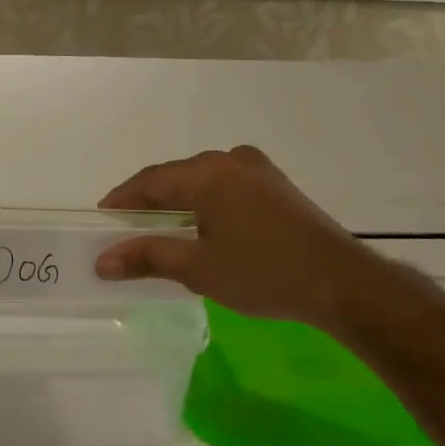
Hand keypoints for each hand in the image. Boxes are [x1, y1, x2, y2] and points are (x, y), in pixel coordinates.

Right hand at [95, 145, 383, 329]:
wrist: (344, 285)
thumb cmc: (263, 272)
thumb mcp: (197, 269)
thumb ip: (146, 257)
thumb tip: (101, 261)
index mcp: (208, 172)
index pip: (149, 181)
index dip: (120, 202)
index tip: (100, 224)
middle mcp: (231, 160)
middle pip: (175, 179)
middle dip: (148, 205)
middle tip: (126, 234)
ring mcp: (259, 171)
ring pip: (202, 184)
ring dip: (178, 207)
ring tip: (160, 236)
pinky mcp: (277, 188)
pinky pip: (226, 190)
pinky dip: (205, 208)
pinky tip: (202, 233)